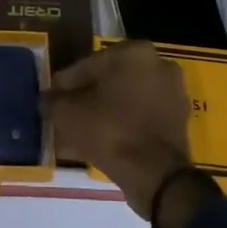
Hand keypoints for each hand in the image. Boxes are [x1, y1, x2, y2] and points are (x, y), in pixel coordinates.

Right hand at [44, 42, 193, 221]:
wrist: (156, 175)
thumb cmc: (109, 131)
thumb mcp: (67, 113)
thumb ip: (53, 100)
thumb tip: (47, 99)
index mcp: (134, 52)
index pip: (88, 64)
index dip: (66, 84)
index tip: (52, 101)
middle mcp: (158, 64)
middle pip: (110, 80)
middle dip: (88, 97)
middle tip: (67, 116)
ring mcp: (173, 93)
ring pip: (127, 99)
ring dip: (105, 112)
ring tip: (82, 133)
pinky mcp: (179, 120)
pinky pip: (142, 117)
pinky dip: (124, 126)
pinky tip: (102, 143)